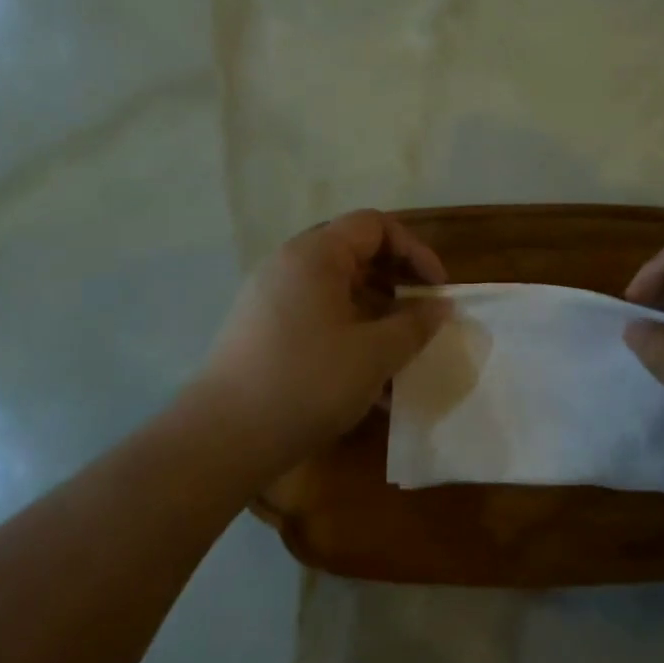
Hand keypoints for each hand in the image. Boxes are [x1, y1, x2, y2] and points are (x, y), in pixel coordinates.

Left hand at [199, 211, 449, 465]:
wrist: (223, 436)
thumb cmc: (308, 382)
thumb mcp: (375, 355)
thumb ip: (414, 326)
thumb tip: (440, 307)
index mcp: (315, 254)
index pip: (375, 225)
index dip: (415, 251)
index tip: (437, 290)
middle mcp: (288, 264)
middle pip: (353, 254)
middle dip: (395, 283)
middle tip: (420, 316)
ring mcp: (268, 296)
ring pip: (335, 290)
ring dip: (373, 313)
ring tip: (398, 354)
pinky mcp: (259, 329)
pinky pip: (314, 315)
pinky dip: (345, 333)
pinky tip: (365, 379)